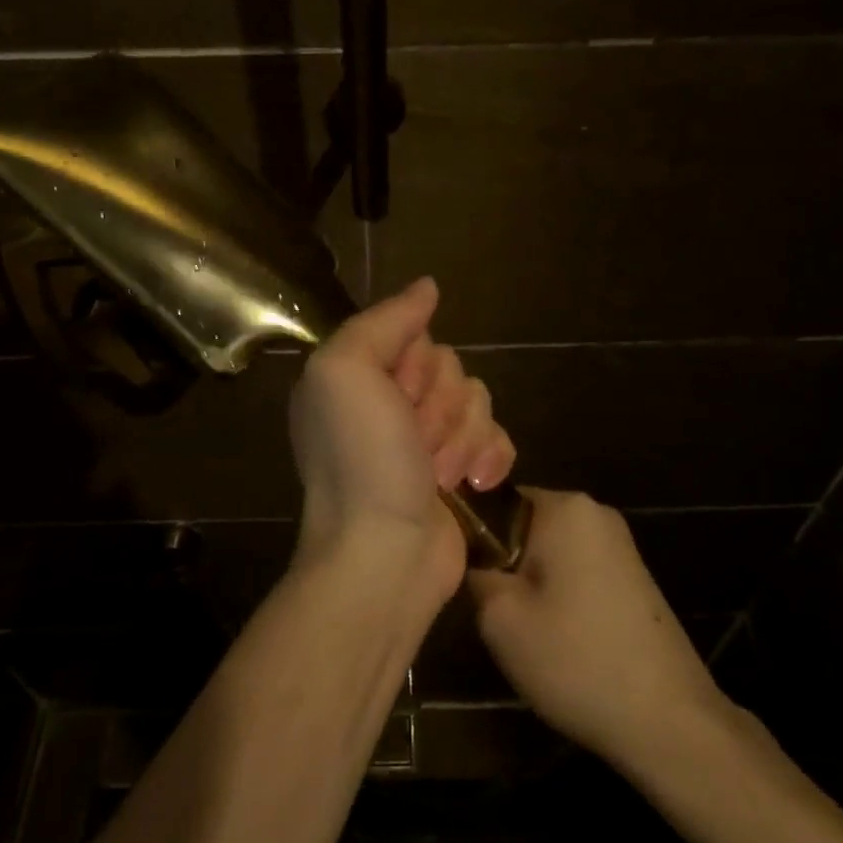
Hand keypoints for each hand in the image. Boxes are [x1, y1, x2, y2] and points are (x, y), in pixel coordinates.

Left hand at [289, 278, 516, 611]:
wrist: (385, 556)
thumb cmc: (361, 461)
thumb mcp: (346, 372)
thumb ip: (384, 321)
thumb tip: (428, 286)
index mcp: (357, 375)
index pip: (414, 335)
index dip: (416, 363)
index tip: (397, 394)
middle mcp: (389, 402)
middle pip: (451, 367)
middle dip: (441, 405)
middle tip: (414, 441)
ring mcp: (426, 440)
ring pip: (478, 401)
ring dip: (462, 437)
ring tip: (438, 474)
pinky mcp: (461, 471)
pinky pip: (497, 438)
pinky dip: (490, 458)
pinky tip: (474, 484)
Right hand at [467, 488, 728, 765]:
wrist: (669, 721)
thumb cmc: (576, 660)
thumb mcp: (500, 617)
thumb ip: (473, 569)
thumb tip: (468, 552)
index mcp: (564, 507)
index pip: (493, 501)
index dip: (469, 537)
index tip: (461, 577)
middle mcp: (595, 511)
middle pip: (521, 526)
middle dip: (502, 562)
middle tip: (493, 611)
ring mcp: (619, 544)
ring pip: (546, 551)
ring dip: (528, 583)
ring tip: (524, 630)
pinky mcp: (632, 576)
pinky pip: (574, 570)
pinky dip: (557, 596)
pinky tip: (558, 638)